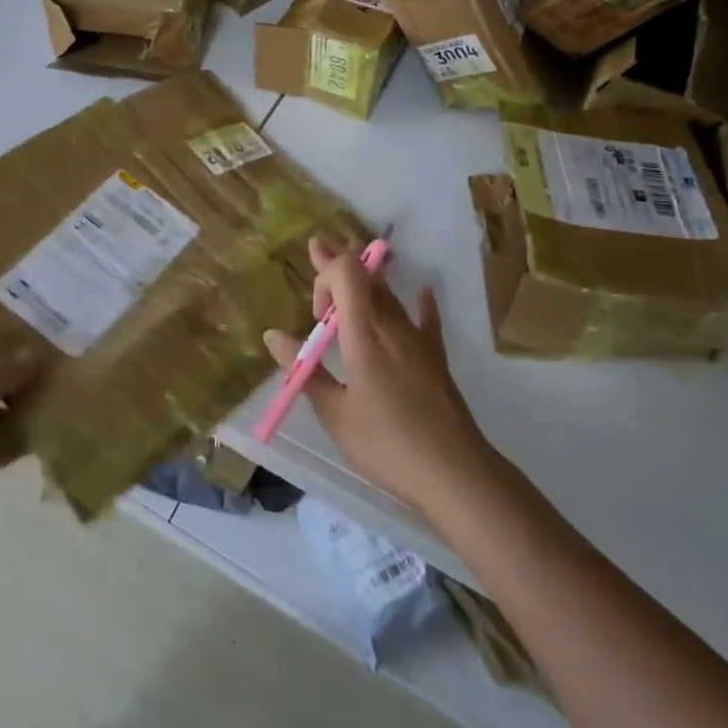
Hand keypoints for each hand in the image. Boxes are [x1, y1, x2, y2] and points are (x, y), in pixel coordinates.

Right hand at [264, 237, 498, 518]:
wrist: (454, 473)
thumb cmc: (386, 444)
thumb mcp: (334, 413)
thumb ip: (304, 370)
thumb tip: (272, 335)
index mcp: (363, 332)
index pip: (346, 271)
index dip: (326, 271)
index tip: (315, 311)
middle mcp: (391, 324)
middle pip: (366, 277)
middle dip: (338, 266)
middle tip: (318, 254)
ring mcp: (418, 338)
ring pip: (389, 295)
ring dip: (366, 283)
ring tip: (348, 280)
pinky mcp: (436, 357)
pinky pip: (426, 318)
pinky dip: (420, 302)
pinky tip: (424, 293)